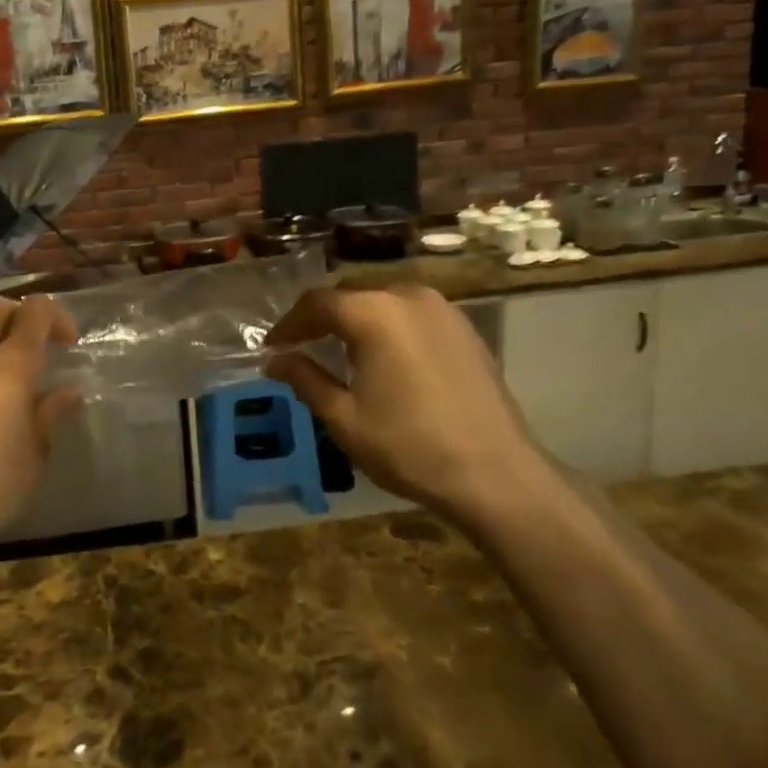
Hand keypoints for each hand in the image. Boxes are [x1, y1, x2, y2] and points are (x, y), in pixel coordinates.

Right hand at [263, 285, 546, 515]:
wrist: (496, 475)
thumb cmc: (409, 446)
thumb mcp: (344, 417)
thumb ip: (305, 378)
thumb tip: (274, 360)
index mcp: (374, 313)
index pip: (317, 303)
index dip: (289, 324)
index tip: (272, 347)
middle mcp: (408, 296)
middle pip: (350, 292)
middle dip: (321, 316)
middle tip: (301, 346)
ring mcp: (442, 309)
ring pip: (383, 298)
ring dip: (356, 317)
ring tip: (340, 349)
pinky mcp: (465, 328)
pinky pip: (412, 312)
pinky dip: (388, 324)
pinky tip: (383, 356)